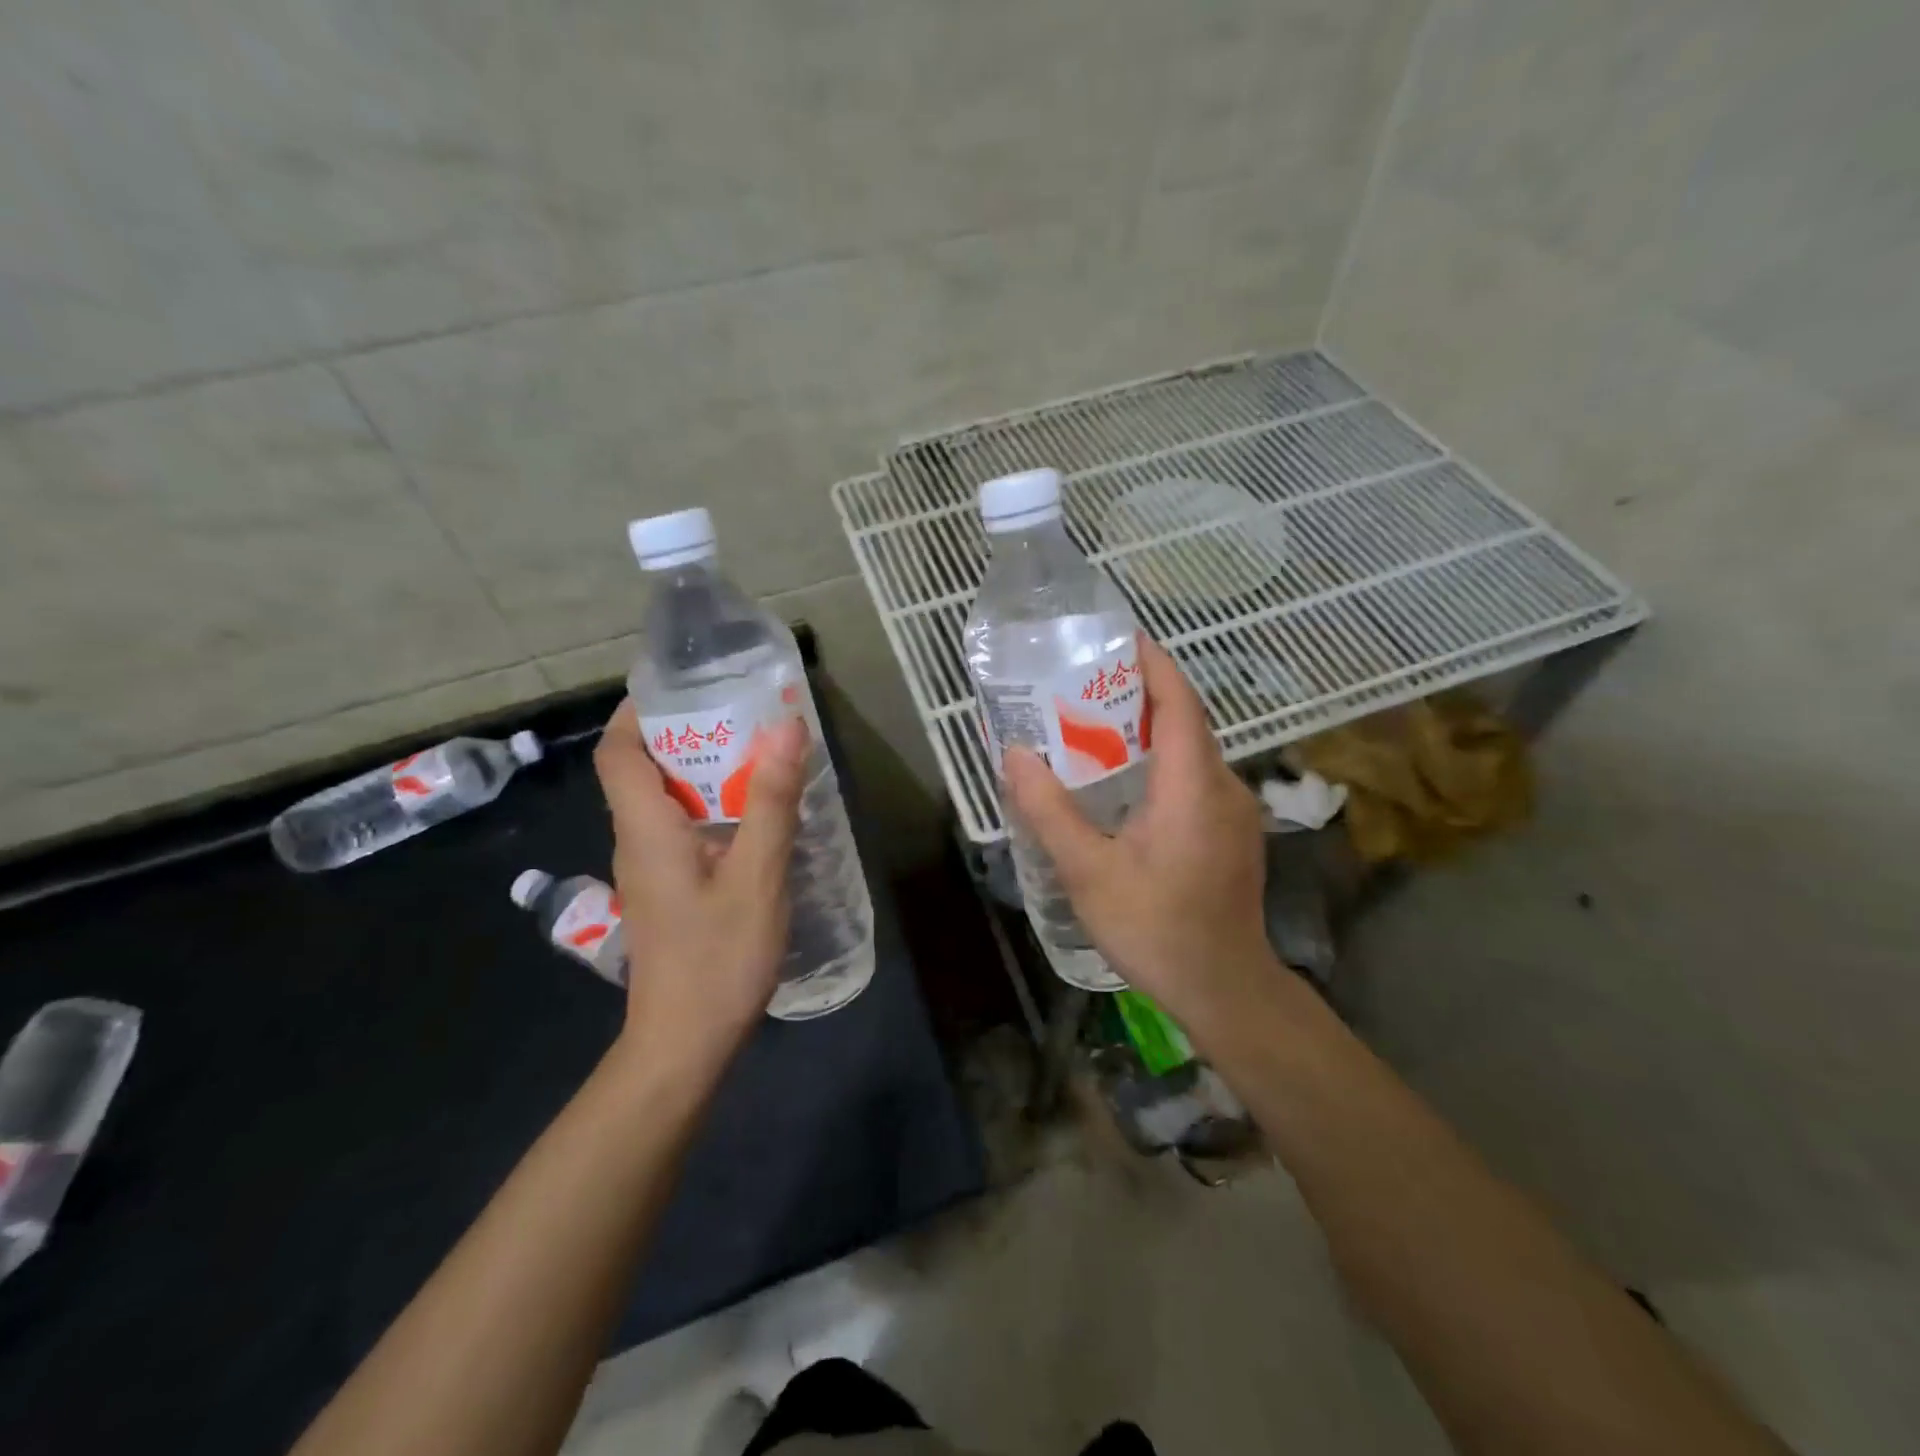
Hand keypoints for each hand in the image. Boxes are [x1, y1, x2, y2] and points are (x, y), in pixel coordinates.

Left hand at [593, 701, 807, 1078]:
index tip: (686, 684)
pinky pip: (679, 828)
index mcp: (645, 828)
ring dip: (702, 770)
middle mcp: (636, 840)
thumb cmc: (718, 960)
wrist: (683, 1045)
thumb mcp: (757, 877)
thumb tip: (784, 725)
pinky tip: (755, 815)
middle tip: (743, 712)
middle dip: (685, 733)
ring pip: (663, 800)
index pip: (617, 751)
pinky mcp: (667, 890)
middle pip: (641, 768)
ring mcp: (649, 869)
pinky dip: (710, 806)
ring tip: (758, 753)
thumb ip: (770, 801)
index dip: (639, 710)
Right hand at [1003, 636, 1275, 1035]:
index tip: (1119, 637)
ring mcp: (1235, 811)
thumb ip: (1049, 811)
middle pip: (1186, 720)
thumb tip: (1014, 756)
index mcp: (1193, 785)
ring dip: (1150, 730)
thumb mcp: (1088, 872)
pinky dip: (1162, 763)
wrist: (1225, 988)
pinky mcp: (1233, 834)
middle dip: (1141, 693)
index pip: (1179, 702)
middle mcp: (1223, 786)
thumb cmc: (1156, 928)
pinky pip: (1196, 778)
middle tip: (1087, 684)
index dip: (1153, 663)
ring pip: (1192, 751)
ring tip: (1096, 727)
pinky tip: (1126, 784)